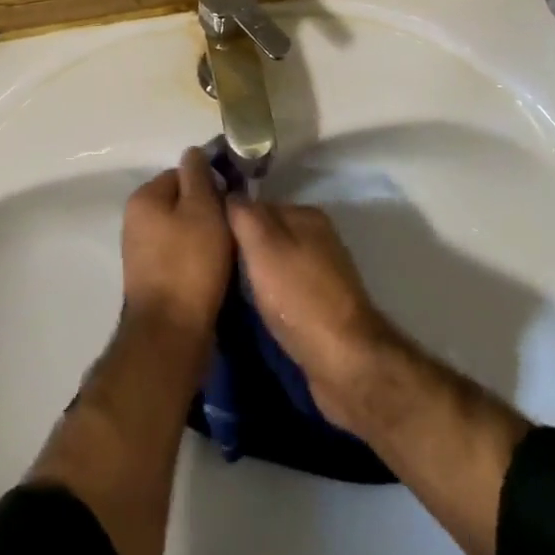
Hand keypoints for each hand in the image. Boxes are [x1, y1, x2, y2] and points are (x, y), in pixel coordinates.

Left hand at [120, 148, 232, 346]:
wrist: (171, 333)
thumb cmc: (190, 263)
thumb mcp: (203, 208)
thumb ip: (198, 176)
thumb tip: (193, 152)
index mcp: (143, 198)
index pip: (182, 173)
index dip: (209, 183)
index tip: (231, 200)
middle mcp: (135, 220)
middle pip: (181, 202)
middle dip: (207, 211)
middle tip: (232, 226)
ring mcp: (141, 252)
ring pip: (182, 230)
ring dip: (204, 236)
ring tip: (227, 251)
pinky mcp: (151, 279)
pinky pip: (179, 255)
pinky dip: (197, 259)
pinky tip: (214, 271)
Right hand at [226, 198, 402, 432]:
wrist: (344, 362)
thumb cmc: (298, 297)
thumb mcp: (263, 246)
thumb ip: (244, 215)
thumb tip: (229, 193)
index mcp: (308, 216)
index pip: (258, 206)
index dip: (233, 222)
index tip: (210, 241)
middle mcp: (320, 238)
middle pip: (269, 236)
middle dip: (245, 250)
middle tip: (216, 268)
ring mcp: (325, 274)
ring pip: (278, 265)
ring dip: (258, 277)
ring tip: (231, 291)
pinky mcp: (325, 307)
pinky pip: (288, 291)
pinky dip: (273, 299)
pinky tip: (258, 311)